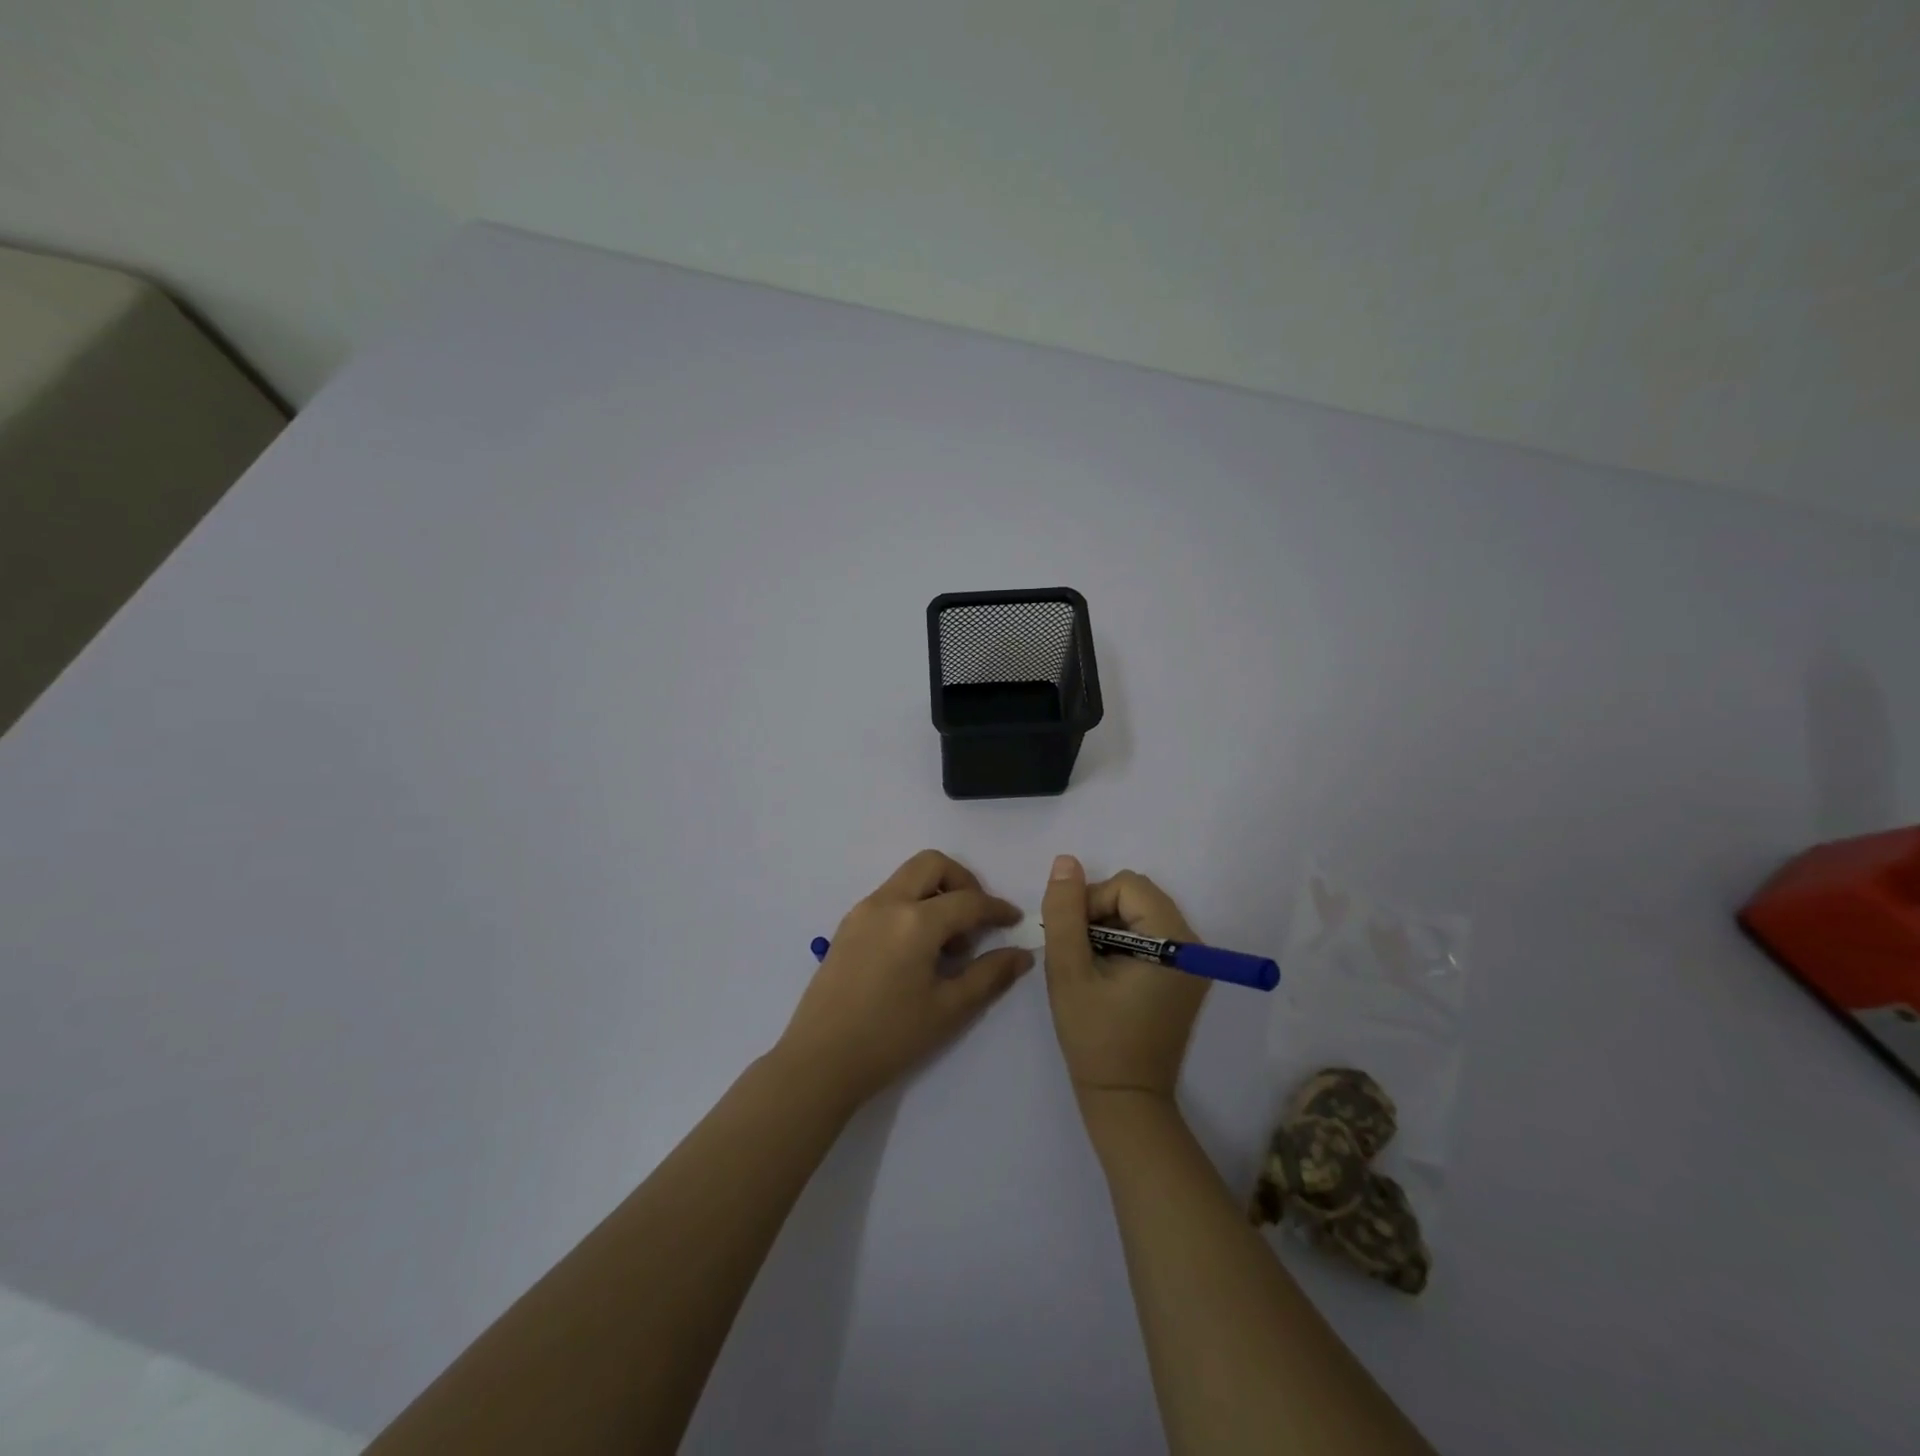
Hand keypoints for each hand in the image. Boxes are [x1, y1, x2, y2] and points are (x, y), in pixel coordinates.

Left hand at [776, 850, 1032, 1109]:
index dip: (996, 908)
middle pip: (932, 864)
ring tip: (947, 945)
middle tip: (976, 919)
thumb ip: (989, 975)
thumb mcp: (949, 1009)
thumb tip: (1021, 954)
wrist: (819, 1061)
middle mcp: (887, 903)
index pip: (967, 900)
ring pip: (907, 878)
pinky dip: (912, 906)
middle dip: (962, 881)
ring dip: (935, 894)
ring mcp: (862, 911)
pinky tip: (918, 950)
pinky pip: (888, 897)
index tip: (1014, 921)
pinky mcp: (847, 926)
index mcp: (915, 921)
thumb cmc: (890, 1038)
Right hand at [1041, 856, 1209, 1104]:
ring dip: (1108, 928)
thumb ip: (1064, 912)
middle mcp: (1193, 945)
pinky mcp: (1185, 977)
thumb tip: (1066, 862)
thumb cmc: (1094, 1036)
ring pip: (1140, 913)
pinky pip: (1150, 936)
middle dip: (1099, 914)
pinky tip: (1105, 975)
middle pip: (1137, 895)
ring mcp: (1193, 963)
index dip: (1091, 903)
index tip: (1073, 940)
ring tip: (1090, 967)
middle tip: (1078, 953)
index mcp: (1174, 942)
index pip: (1127, 886)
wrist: (1125, 1099)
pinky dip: (1122, 943)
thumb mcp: (1069, 970)